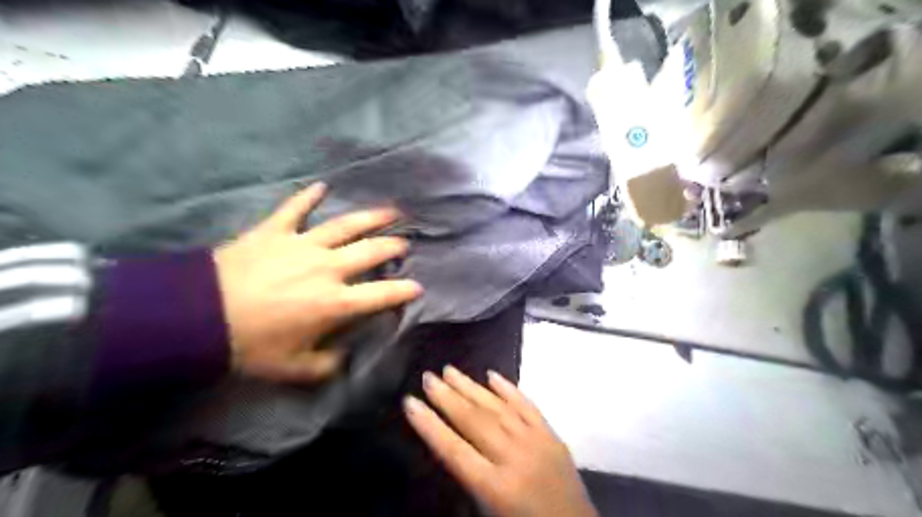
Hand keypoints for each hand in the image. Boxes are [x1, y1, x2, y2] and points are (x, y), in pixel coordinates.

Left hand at [211, 182, 420, 383]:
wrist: (196, 317)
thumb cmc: (250, 345)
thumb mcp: (293, 368)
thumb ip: (327, 365)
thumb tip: (345, 356)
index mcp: (336, 302)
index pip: (383, 294)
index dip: (404, 291)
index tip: (418, 287)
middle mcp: (328, 268)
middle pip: (371, 251)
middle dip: (393, 246)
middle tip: (405, 244)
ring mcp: (302, 245)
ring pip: (345, 225)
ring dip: (371, 217)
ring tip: (390, 211)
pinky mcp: (275, 231)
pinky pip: (295, 208)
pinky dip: (308, 196)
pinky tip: (321, 186)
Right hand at [404, 365, 597, 516]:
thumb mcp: (488, 512)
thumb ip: (469, 477)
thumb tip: (448, 440)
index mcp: (495, 487)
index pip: (453, 450)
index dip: (429, 425)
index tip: (410, 402)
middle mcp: (514, 458)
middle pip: (474, 421)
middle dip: (447, 397)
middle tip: (427, 377)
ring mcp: (536, 442)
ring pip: (497, 407)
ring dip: (471, 387)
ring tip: (450, 370)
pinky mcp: (552, 435)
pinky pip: (527, 405)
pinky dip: (508, 389)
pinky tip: (492, 375)